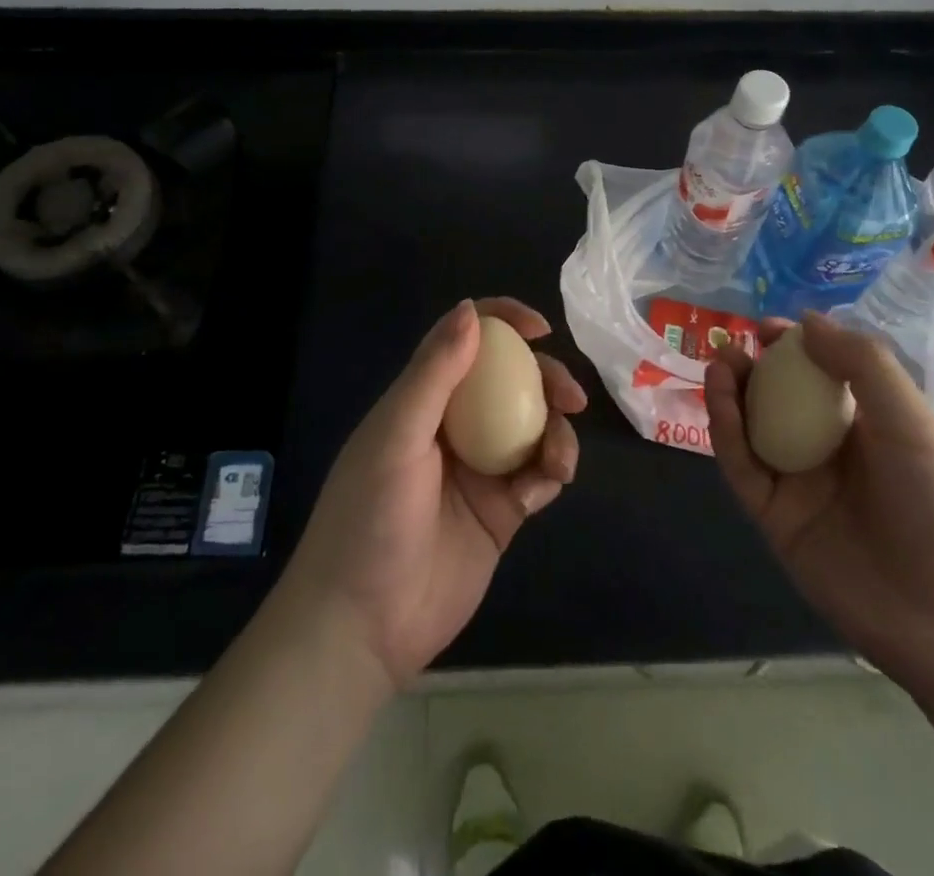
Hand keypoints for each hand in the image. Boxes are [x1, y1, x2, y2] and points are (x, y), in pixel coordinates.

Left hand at [276, 297, 585, 691]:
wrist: (363, 624)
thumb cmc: (369, 518)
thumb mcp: (396, 436)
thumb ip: (434, 373)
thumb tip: (472, 309)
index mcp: (423, 399)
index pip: (465, 342)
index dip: (503, 322)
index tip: (540, 328)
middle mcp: (455, 426)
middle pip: (512, 382)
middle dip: (547, 379)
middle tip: (570, 397)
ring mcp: (480, 469)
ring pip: (534, 427)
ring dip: (556, 432)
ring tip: (557, 460)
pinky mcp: (501, 511)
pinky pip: (537, 476)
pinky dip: (548, 474)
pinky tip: (538, 492)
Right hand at [705, 311, 933, 692]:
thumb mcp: (911, 420)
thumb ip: (861, 363)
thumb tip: (806, 320)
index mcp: (868, 425)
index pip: (821, 374)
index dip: (793, 347)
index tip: (766, 327)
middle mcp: (830, 450)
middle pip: (779, 399)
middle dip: (753, 368)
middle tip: (730, 344)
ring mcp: (800, 486)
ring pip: (753, 430)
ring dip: (732, 394)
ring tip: (720, 363)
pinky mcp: (775, 520)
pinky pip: (743, 468)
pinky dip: (726, 432)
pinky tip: (720, 400)